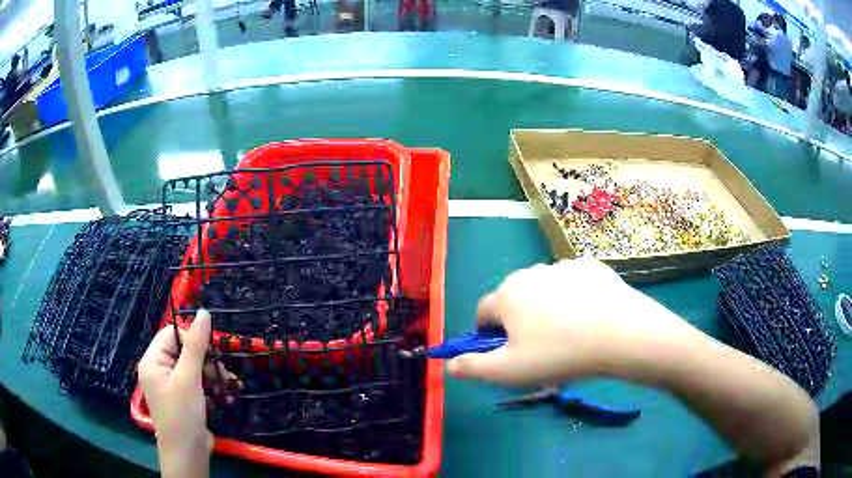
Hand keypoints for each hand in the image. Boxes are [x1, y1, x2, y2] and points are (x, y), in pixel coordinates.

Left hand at [138, 310, 237, 477]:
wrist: (188, 454)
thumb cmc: (183, 414)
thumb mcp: (189, 378)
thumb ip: (196, 345)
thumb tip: (204, 312)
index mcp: (152, 361)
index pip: (172, 334)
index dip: (192, 340)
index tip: (211, 355)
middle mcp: (159, 370)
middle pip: (185, 352)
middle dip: (207, 362)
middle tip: (223, 375)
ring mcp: (171, 386)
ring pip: (194, 368)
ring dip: (213, 376)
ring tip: (229, 387)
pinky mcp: (183, 399)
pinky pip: (197, 384)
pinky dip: (211, 388)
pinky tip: (226, 397)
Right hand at [447, 259, 697, 385]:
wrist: (620, 333)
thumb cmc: (559, 354)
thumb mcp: (509, 372)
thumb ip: (472, 368)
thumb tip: (449, 365)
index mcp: (507, 296)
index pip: (483, 312)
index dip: (487, 334)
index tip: (504, 352)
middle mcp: (531, 273)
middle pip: (514, 298)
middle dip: (517, 320)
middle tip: (537, 347)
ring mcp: (563, 266)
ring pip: (543, 289)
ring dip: (545, 307)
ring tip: (566, 333)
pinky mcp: (591, 266)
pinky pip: (572, 283)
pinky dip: (573, 297)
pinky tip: (589, 317)